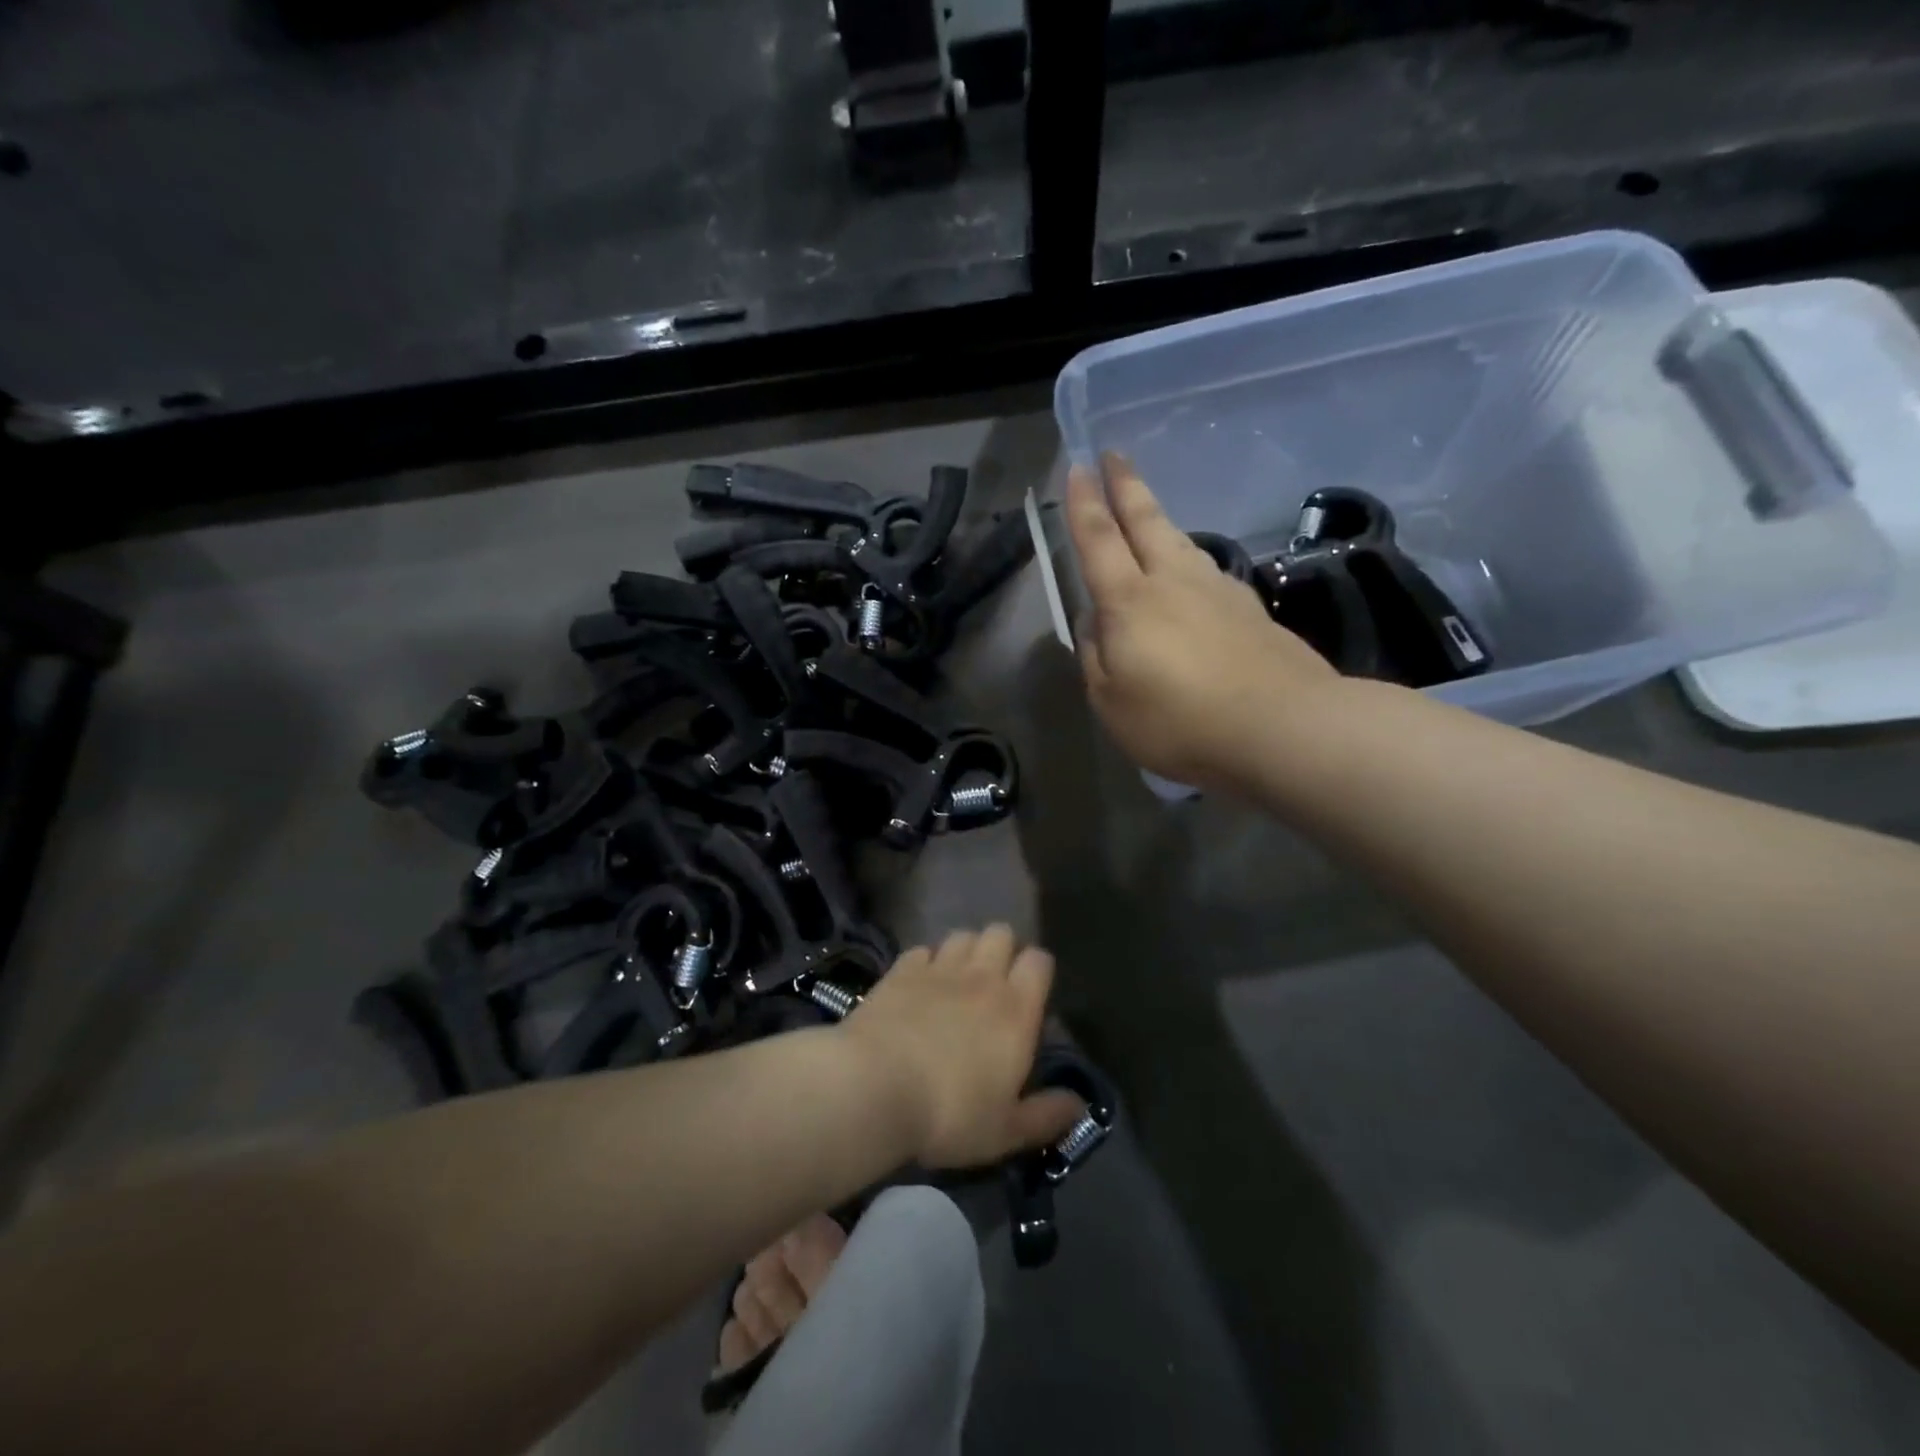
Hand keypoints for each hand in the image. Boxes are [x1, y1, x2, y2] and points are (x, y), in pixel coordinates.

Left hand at [840, 924, 1082, 1169]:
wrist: (874, 1087)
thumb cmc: (950, 1114)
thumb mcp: (1006, 1131)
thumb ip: (1047, 1115)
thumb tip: (1080, 1104)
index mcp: (1016, 1010)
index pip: (1039, 961)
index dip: (1038, 970)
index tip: (1031, 994)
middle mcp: (982, 977)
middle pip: (1002, 933)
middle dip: (1003, 949)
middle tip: (994, 983)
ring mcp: (939, 968)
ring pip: (963, 935)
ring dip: (966, 950)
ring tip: (958, 979)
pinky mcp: (901, 970)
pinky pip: (922, 949)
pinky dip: (926, 961)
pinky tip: (919, 984)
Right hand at [1066, 453, 1339, 791]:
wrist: (1282, 727)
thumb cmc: (1179, 720)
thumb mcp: (1111, 702)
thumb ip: (1096, 657)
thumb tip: (1096, 622)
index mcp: (1130, 600)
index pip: (1099, 540)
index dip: (1084, 504)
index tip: (1079, 467)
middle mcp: (1174, 582)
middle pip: (1146, 522)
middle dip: (1126, 486)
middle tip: (1114, 454)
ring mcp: (1219, 592)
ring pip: (1181, 542)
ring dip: (1159, 519)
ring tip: (1147, 510)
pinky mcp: (1252, 611)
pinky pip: (1208, 572)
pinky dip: (1190, 561)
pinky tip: (1192, 573)